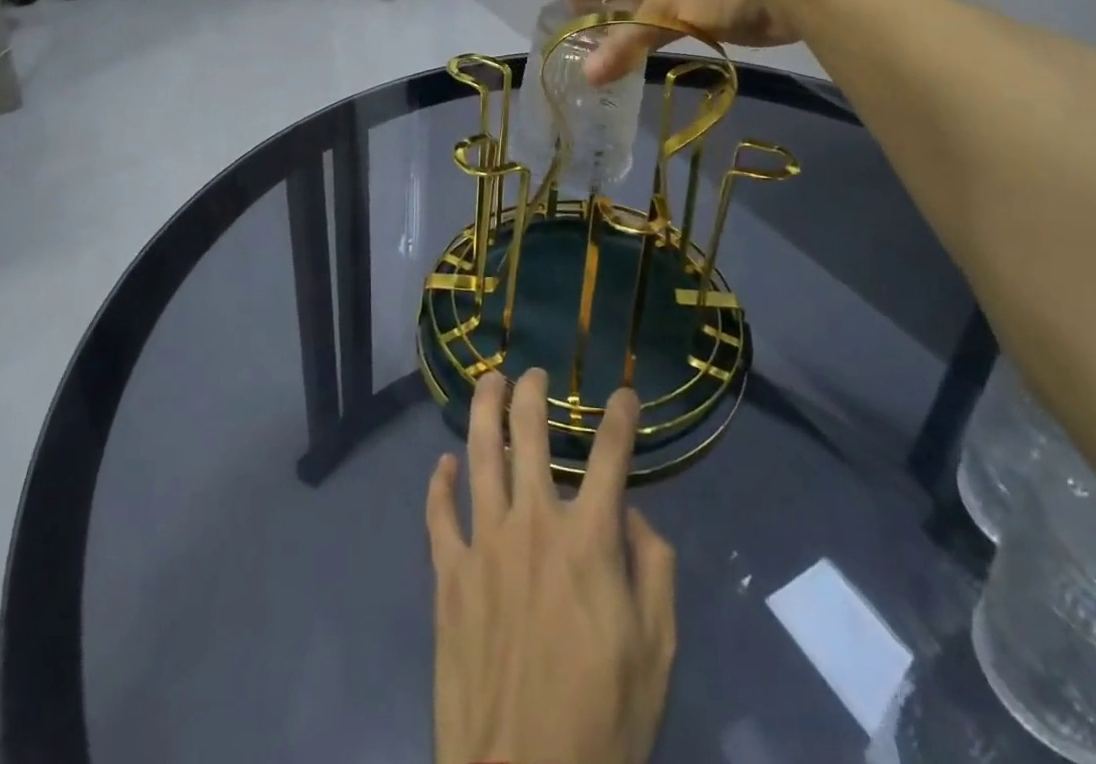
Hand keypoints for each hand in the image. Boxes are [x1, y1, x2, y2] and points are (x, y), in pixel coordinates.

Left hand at [427, 369, 676, 763]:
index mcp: (588, 540)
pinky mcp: (448, 576)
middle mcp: (533, 525)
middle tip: (535, 372)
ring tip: (490, 382)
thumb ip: (654, 572)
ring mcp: (484, 545)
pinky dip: (439, 484)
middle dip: (533, 394)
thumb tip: (636, 518)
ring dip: (484, 410)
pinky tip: (442, 464)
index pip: (609, 456)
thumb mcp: (656, 652)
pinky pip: (439, 516)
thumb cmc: (603, 722)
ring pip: (479, 455)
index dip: (619, 417)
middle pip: (528, 435)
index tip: (624, 393)